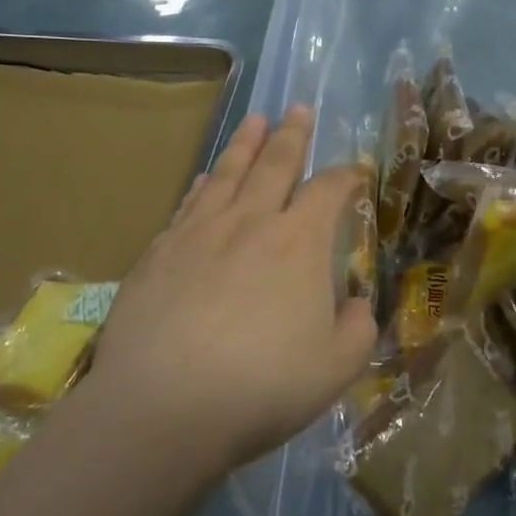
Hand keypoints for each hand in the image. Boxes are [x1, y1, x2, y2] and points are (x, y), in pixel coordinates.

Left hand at [84, 106, 377, 473]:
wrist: (164, 407)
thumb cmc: (263, 386)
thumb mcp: (337, 368)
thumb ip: (356, 328)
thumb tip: (353, 304)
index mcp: (299, 243)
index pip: (329, 192)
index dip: (346, 176)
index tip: (355, 171)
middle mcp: (250, 222)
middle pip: (276, 164)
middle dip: (292, 135)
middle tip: (297, 109)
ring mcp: (199, 233)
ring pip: (228, 174)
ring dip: (245, 145)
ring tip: (254, 121)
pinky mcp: (159, 252)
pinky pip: (188, 204)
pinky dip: (202, 185)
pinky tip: (205, 179)